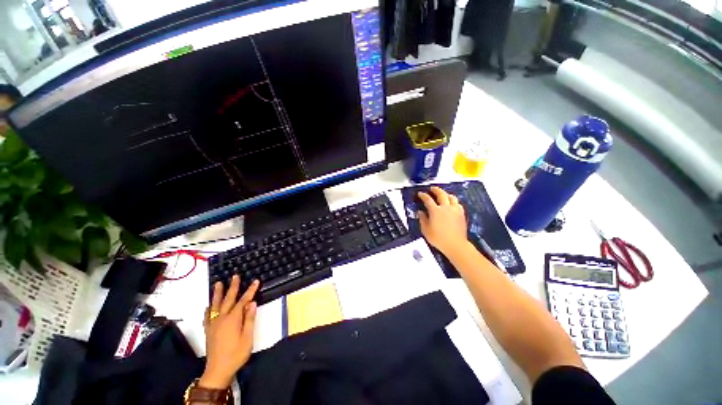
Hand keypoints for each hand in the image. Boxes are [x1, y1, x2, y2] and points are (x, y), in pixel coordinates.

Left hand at [199, 276, 258, 389]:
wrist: (218, 370)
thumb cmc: (236, 354)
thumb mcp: (248, 337)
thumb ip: (249, 319)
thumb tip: (252, 303)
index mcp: (233, 319)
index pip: (243, 301)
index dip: (250, 290)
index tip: (256, 281)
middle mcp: (222, 318)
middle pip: (228, 299)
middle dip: (232, 287)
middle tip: (235, 276)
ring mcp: (213, 324)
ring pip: (215, 305)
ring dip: (217, 293)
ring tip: (218, 284)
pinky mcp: (208, 330)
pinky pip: (207, 316)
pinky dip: (209, 308)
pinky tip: (209, 306)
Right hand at [417, 186, 468, 254]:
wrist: (455, 245)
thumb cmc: (438, 238)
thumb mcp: (426, 230)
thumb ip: (422, 219)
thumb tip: (420, 212)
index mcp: (435, 211)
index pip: (428, 199)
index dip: (423, 195)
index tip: (420, 194)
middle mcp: (445, 208)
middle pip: (441, 194)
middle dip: (436, 190)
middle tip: (432, 188)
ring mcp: (455, 210)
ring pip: (451, 197)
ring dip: (446, 194)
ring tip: (443, 194)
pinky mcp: (461, 214)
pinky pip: (458, 204)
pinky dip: (454, 201)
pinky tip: (452, 203)